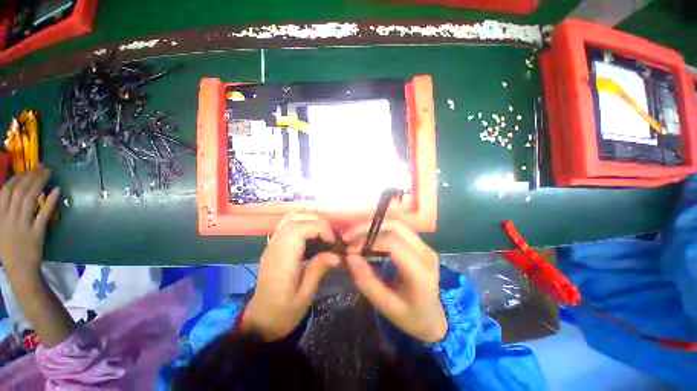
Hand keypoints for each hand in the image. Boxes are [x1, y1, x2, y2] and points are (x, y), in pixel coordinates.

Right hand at [0, 165, 59, 278]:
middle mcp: (9, 217)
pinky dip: (50, 201)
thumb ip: (5, 211)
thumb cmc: (9, 248)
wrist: (19, 269)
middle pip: (20, 191)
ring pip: (31, 198)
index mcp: (0, 215)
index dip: (18, 178)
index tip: (27, 170)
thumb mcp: (1, 227)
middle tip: (42, 167)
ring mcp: (23, 224)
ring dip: (40, 183)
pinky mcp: (37, 232)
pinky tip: (57, 190)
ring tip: (49, 173)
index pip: (7, 191)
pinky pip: (44, 214)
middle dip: (31, 176)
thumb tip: (14, 193)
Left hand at [242, 213, 340, 341]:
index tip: (332, 241)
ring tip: (323, 232)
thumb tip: (337, 255)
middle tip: (330, 236)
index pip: (300, 228)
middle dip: (317, 222)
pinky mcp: (273, 246)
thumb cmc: (283, 312)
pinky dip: (301, 222)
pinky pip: (286, 224)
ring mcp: (272, 244)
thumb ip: (319, 269)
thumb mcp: (305, 295)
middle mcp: (275, 245)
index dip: (320, 228)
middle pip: (295, 218)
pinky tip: (311, 232)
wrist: (259, 322)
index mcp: (283, 257)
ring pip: (290, 218)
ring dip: (309, 219)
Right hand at [343, 220, 446, 342]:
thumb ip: (367, 281)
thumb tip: (349, 257)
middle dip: (369, 228)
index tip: (350, 250)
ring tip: (356, 236)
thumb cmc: (411, 317)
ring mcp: (425, 247)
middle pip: (396, 227)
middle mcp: (425, 253)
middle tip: (349, 237)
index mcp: (420, 272)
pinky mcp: (421, 245)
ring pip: (397, 225)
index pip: (393, 244)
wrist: (434, 319)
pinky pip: (399, 230)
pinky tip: (369, 238)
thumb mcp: (386, 306)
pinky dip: (381, 230)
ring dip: (374, 227)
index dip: (369, 241)